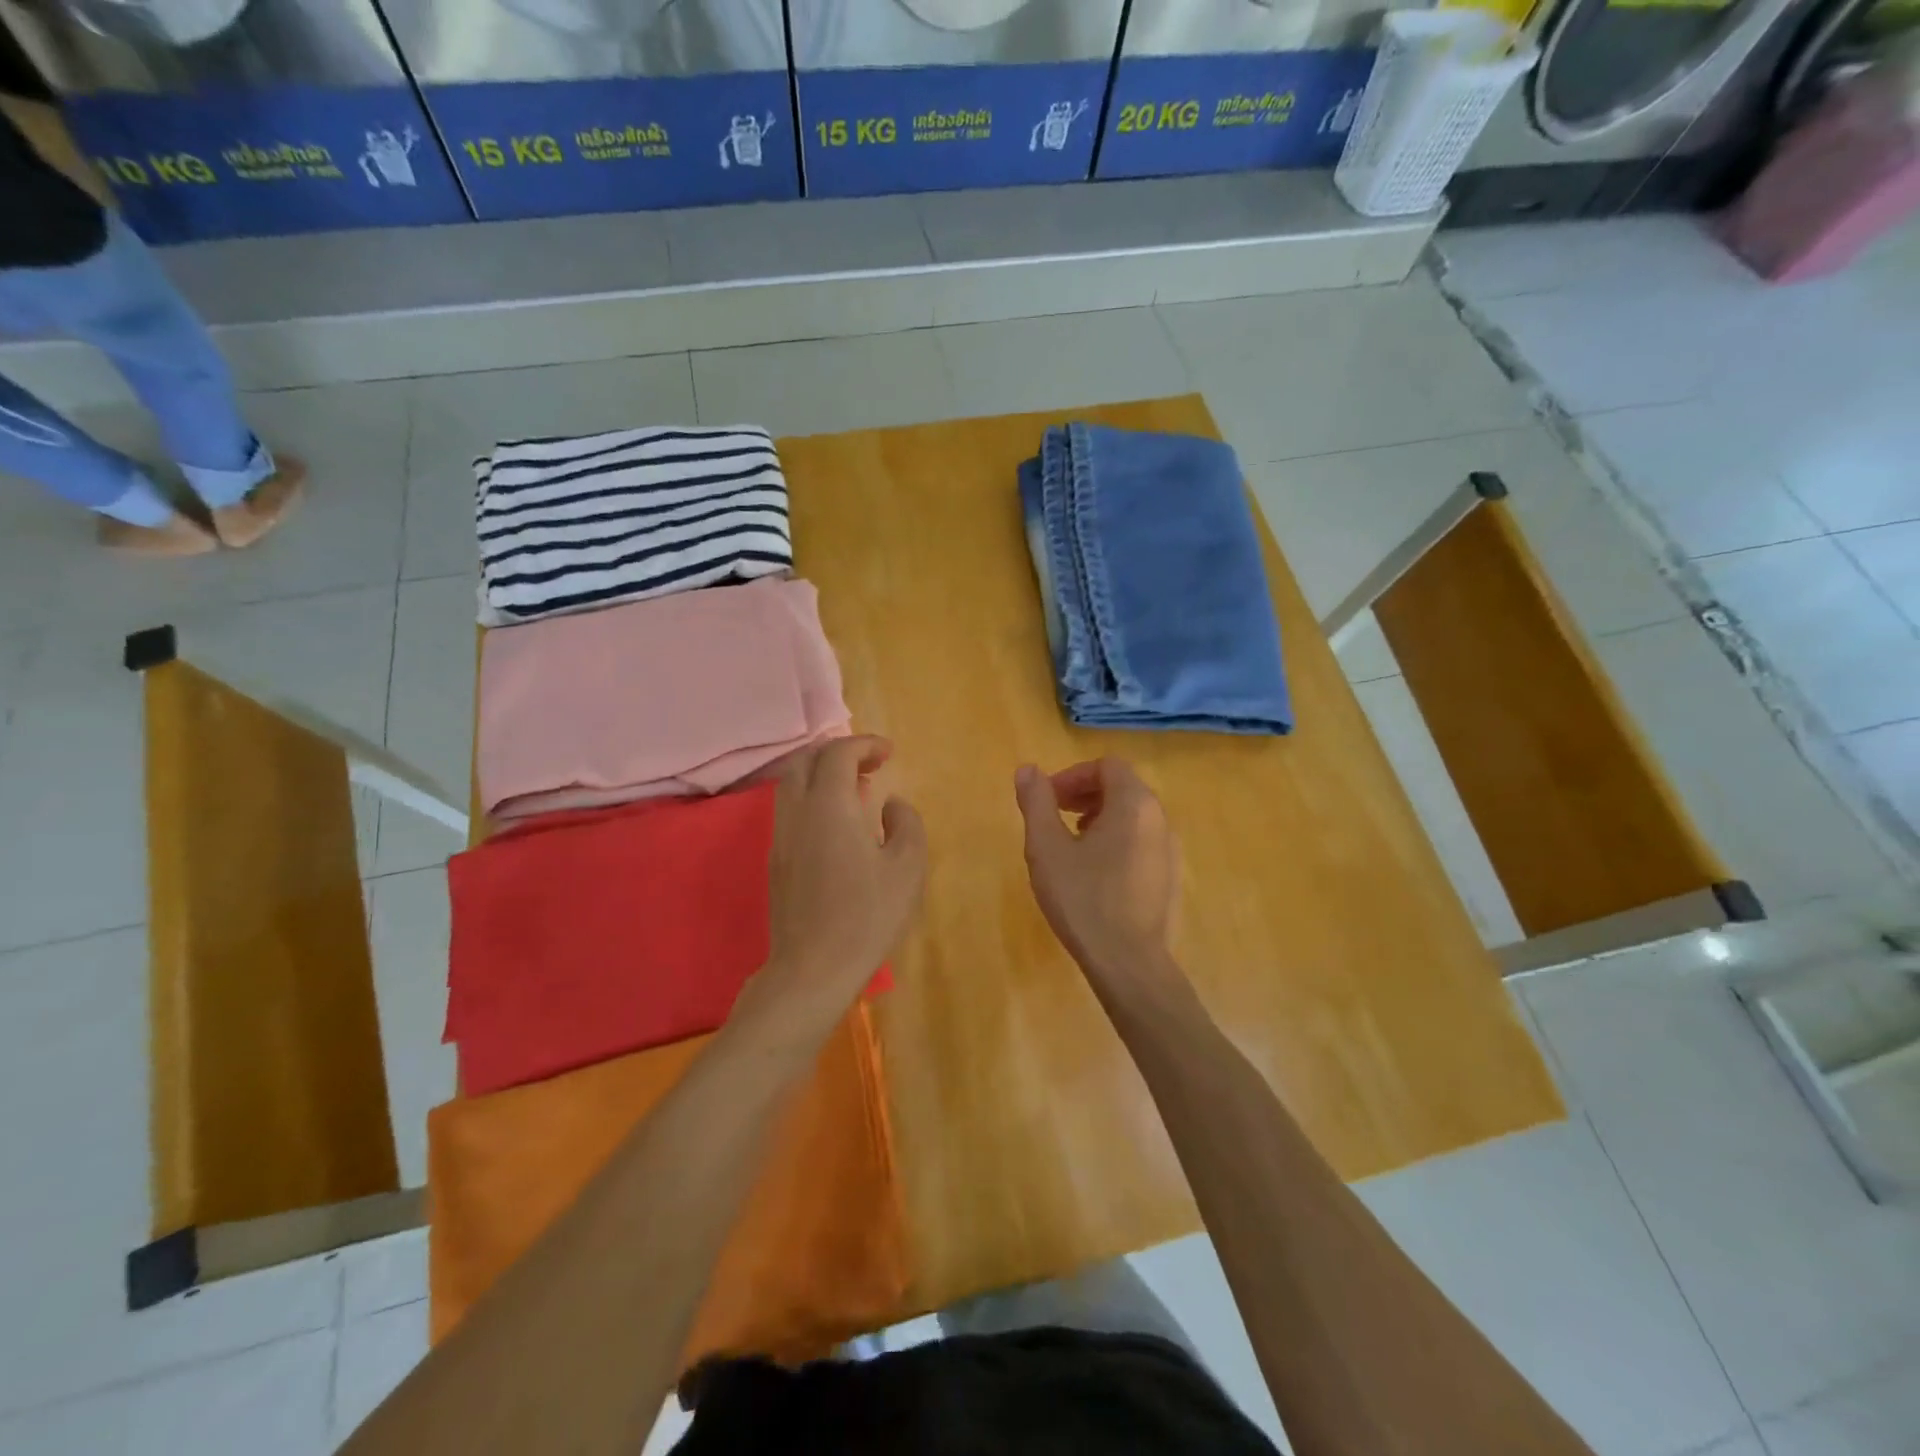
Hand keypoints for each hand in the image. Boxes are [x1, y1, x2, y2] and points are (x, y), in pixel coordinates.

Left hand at [763, 736, 925, 1009]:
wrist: (812, 969)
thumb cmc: (867, 916)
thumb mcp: (907, 868)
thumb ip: (906, 824)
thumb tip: (891, 805)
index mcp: (829, 806)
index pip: (838, 753)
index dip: (864, 744)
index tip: (889, 752)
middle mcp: (797, 813)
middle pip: (806, 760)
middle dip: (838, 751)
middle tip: (871, 763)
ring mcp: (781, 837)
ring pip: (792, 784)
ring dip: (822, 774)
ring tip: (857, 790)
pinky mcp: (777, 861)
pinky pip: (790, 810)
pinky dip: (813, 798)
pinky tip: (839, 824)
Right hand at [1015, 759, 1179, 984]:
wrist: (1129, 962)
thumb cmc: (1083, 899)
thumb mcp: (1046, 848)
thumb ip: (1037, 802)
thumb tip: (1028, 769)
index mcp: (1134, 804)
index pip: (1106, 765)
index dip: (1072, 776)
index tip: (1048, 800)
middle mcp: (1160, 819)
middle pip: (1122, 787)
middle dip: (1084, 794)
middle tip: (1054, 817)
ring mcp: (1170, 850)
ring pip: (1133, 816)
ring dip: (1099, 817)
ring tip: (1071, 844)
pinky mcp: (1171, 877)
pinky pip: (1142, 842)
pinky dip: (1117, 841)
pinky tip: (1095, 873)